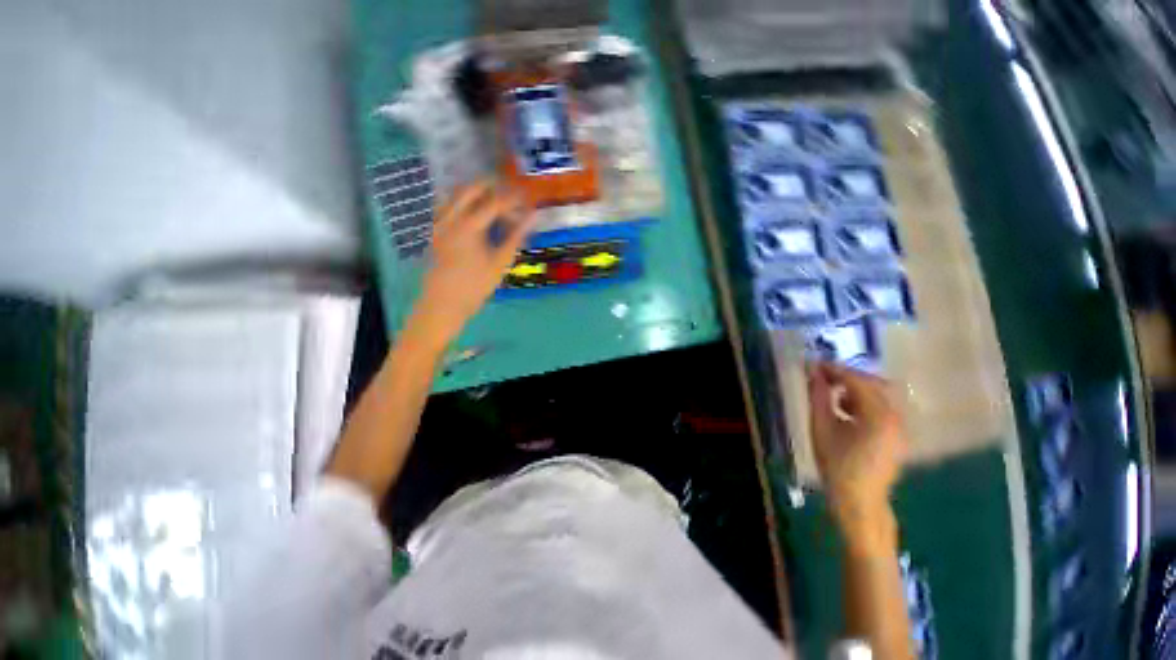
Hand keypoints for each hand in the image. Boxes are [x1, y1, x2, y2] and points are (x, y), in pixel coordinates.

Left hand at [409, 181, 536, 345]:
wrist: (444, 303)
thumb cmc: (476, 285)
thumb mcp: (500, 262)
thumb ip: (516, 236)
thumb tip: (532, 217)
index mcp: (468, 226)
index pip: (494, 202)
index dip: (512, 198)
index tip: (526, 196)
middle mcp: (450, 218)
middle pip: (470, 189)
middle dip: (491, 186)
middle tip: (509, 191)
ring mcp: (439, 222)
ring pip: (455, 194)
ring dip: (475, 191)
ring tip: (493, 198)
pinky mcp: (435, 230)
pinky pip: (447, 205)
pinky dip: (462, 201)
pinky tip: (474, 212)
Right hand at [808, 362, 906, 550]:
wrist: (859, 501)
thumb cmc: (836, 465)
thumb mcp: (821, 427)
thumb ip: (817, 396)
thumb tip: (811, 372)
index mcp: (878, 416)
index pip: (857, 381)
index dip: (834, 370)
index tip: (813, 364)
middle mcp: (896, 418)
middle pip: (873, 384)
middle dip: (846, 376)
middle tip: (822, 376)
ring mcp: (899, 427)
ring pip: (879, 395)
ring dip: (855, 389)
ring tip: (831, 394)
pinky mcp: (897, 435)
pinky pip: (881, 408)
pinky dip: (863, 402)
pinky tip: (845, 411)